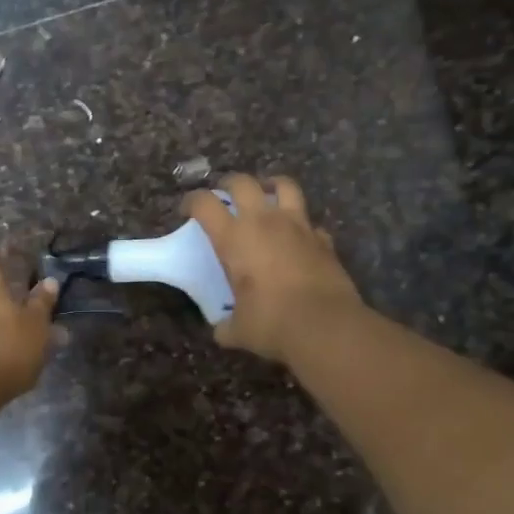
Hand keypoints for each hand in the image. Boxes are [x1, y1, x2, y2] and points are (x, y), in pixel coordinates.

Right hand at [182, 173, 361, 364]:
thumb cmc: (272, 323)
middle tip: (224, 194)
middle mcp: (264, 222)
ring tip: (266, 194)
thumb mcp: (239, 330)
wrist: (326, 326)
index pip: (204, 204)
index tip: (187, 210)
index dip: (192, 201)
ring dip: (271, 185)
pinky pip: (309, 221)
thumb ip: (226, 325)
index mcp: (234, 238)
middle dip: (229, 183)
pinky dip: (301, 224)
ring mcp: (298, 226)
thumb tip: (222, 331)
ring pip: (284, 185)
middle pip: (242, 182)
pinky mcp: (323, 238)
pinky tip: (297, 237)